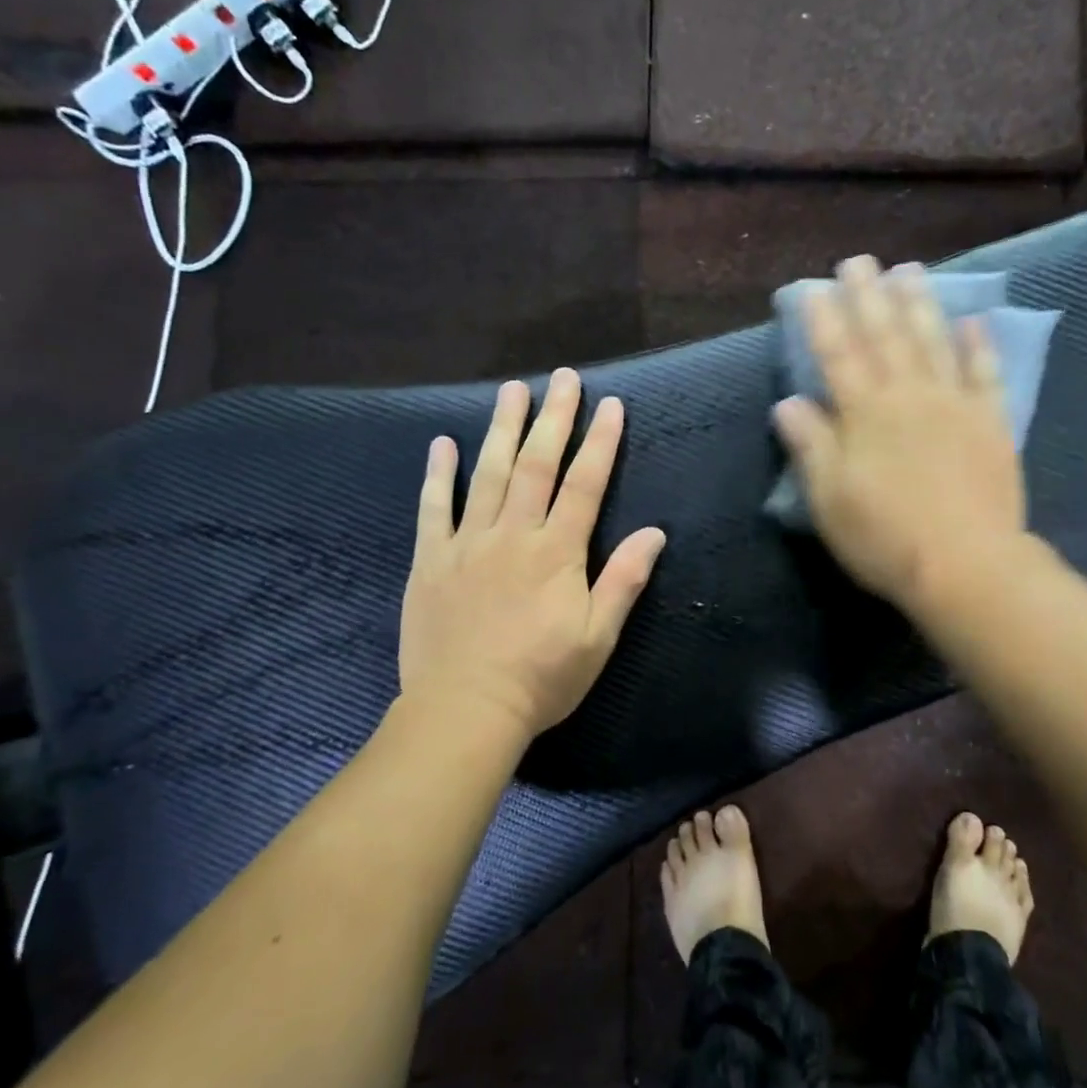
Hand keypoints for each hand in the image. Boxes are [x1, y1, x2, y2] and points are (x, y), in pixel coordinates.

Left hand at [398, 368, 666, 744]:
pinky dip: (438, 474)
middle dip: (553, 418)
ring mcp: (467, 543)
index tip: (611, 405)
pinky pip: (433, 508)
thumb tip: (655, 533)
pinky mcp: (431, 560)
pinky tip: (443, 444)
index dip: (600, 442)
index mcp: (557, 551)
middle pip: (536, 464)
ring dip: (502, 428)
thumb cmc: (542, 677)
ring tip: (512, 391)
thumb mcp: (598, 636)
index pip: (585, 484)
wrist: (465, 710)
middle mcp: (513, 534)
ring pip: (488, 473)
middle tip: (561, 378)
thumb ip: (624, 579)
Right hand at [773, 256, 1028, 610]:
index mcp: (864, 414)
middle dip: (869, 297)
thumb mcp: (829, 499)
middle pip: (885, 336)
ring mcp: (955, 405)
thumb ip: (810, 445)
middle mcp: (908, 396)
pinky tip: (974, 323)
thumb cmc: (885, 537)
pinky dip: (979, 347)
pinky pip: (985, 375)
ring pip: (934, 343)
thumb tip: (788, 401)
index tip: (814, 288)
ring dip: (920, 304)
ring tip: (909, 271)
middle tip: (860, 261)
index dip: (823, 320)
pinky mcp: (991, 424)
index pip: (838, 355)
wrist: (966, 566)